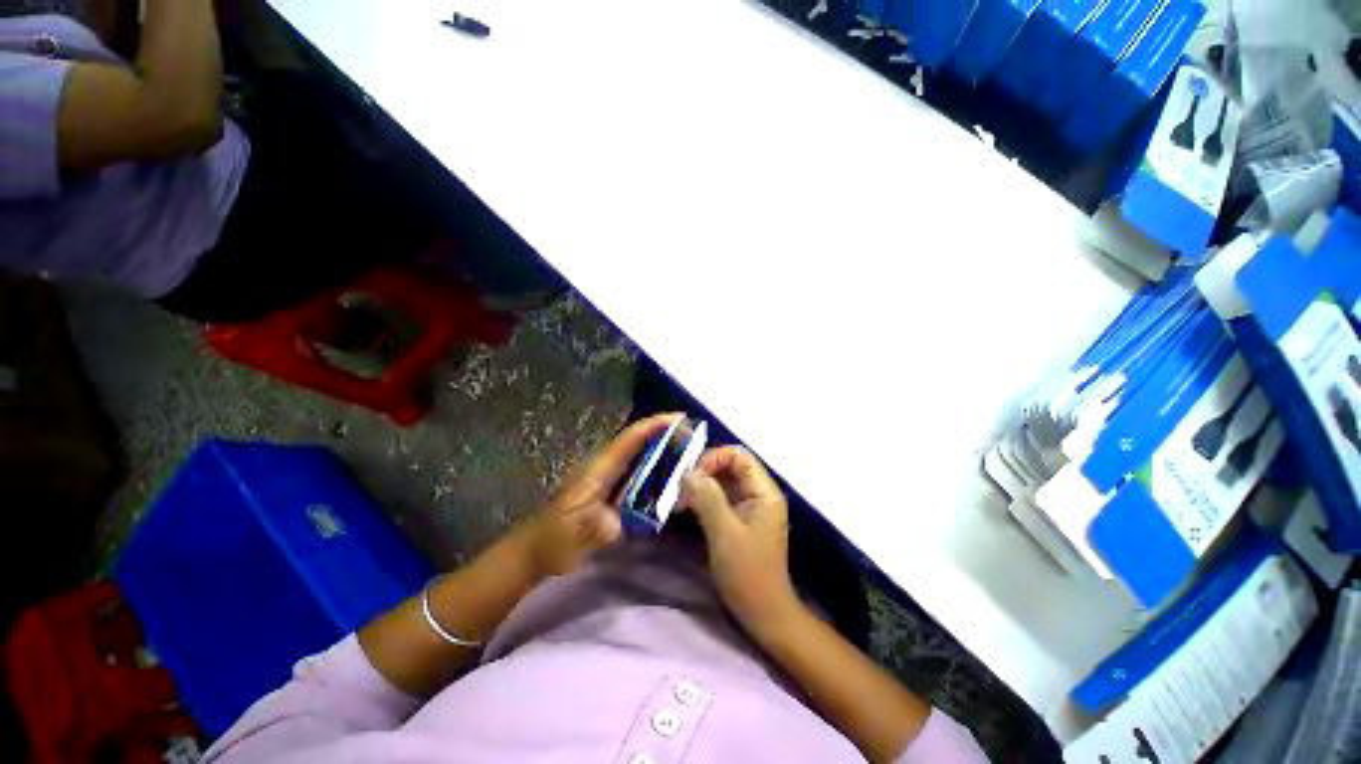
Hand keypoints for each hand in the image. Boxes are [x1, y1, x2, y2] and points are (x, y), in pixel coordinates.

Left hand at [524, 413, 680, 579]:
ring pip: (638, 452)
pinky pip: (637, 469)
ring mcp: (607, 476)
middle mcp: (605, 466)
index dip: (654, 425)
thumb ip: (592, 529)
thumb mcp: (571, 538)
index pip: (629, 439)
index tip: (680, 418)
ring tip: (689, 448)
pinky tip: (671, 473)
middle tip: (694, 434)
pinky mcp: (610, 487)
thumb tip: (615, 524)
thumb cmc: (555, 541)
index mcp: (598, 469)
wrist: (538, 550)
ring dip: (662, 446)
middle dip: (664, 431)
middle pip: (637, 440)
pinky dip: (655, 464)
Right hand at [680, 447, 802, 636]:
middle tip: (680, 489)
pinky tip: (685, 509)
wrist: (763, 612)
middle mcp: (758, 493)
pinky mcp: (738, 518)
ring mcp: (749, 505)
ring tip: (679, 501)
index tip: (691, 477)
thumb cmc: (747, 573)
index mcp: (763, 491)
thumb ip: (708, 498)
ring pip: (722, 481)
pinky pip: (719, 497)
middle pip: (729, 466)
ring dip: (700, 486)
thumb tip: (688, 472)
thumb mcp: (725, 533)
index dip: (714, 458)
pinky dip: (702, 499)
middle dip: (703, 472)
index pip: (738, 456)